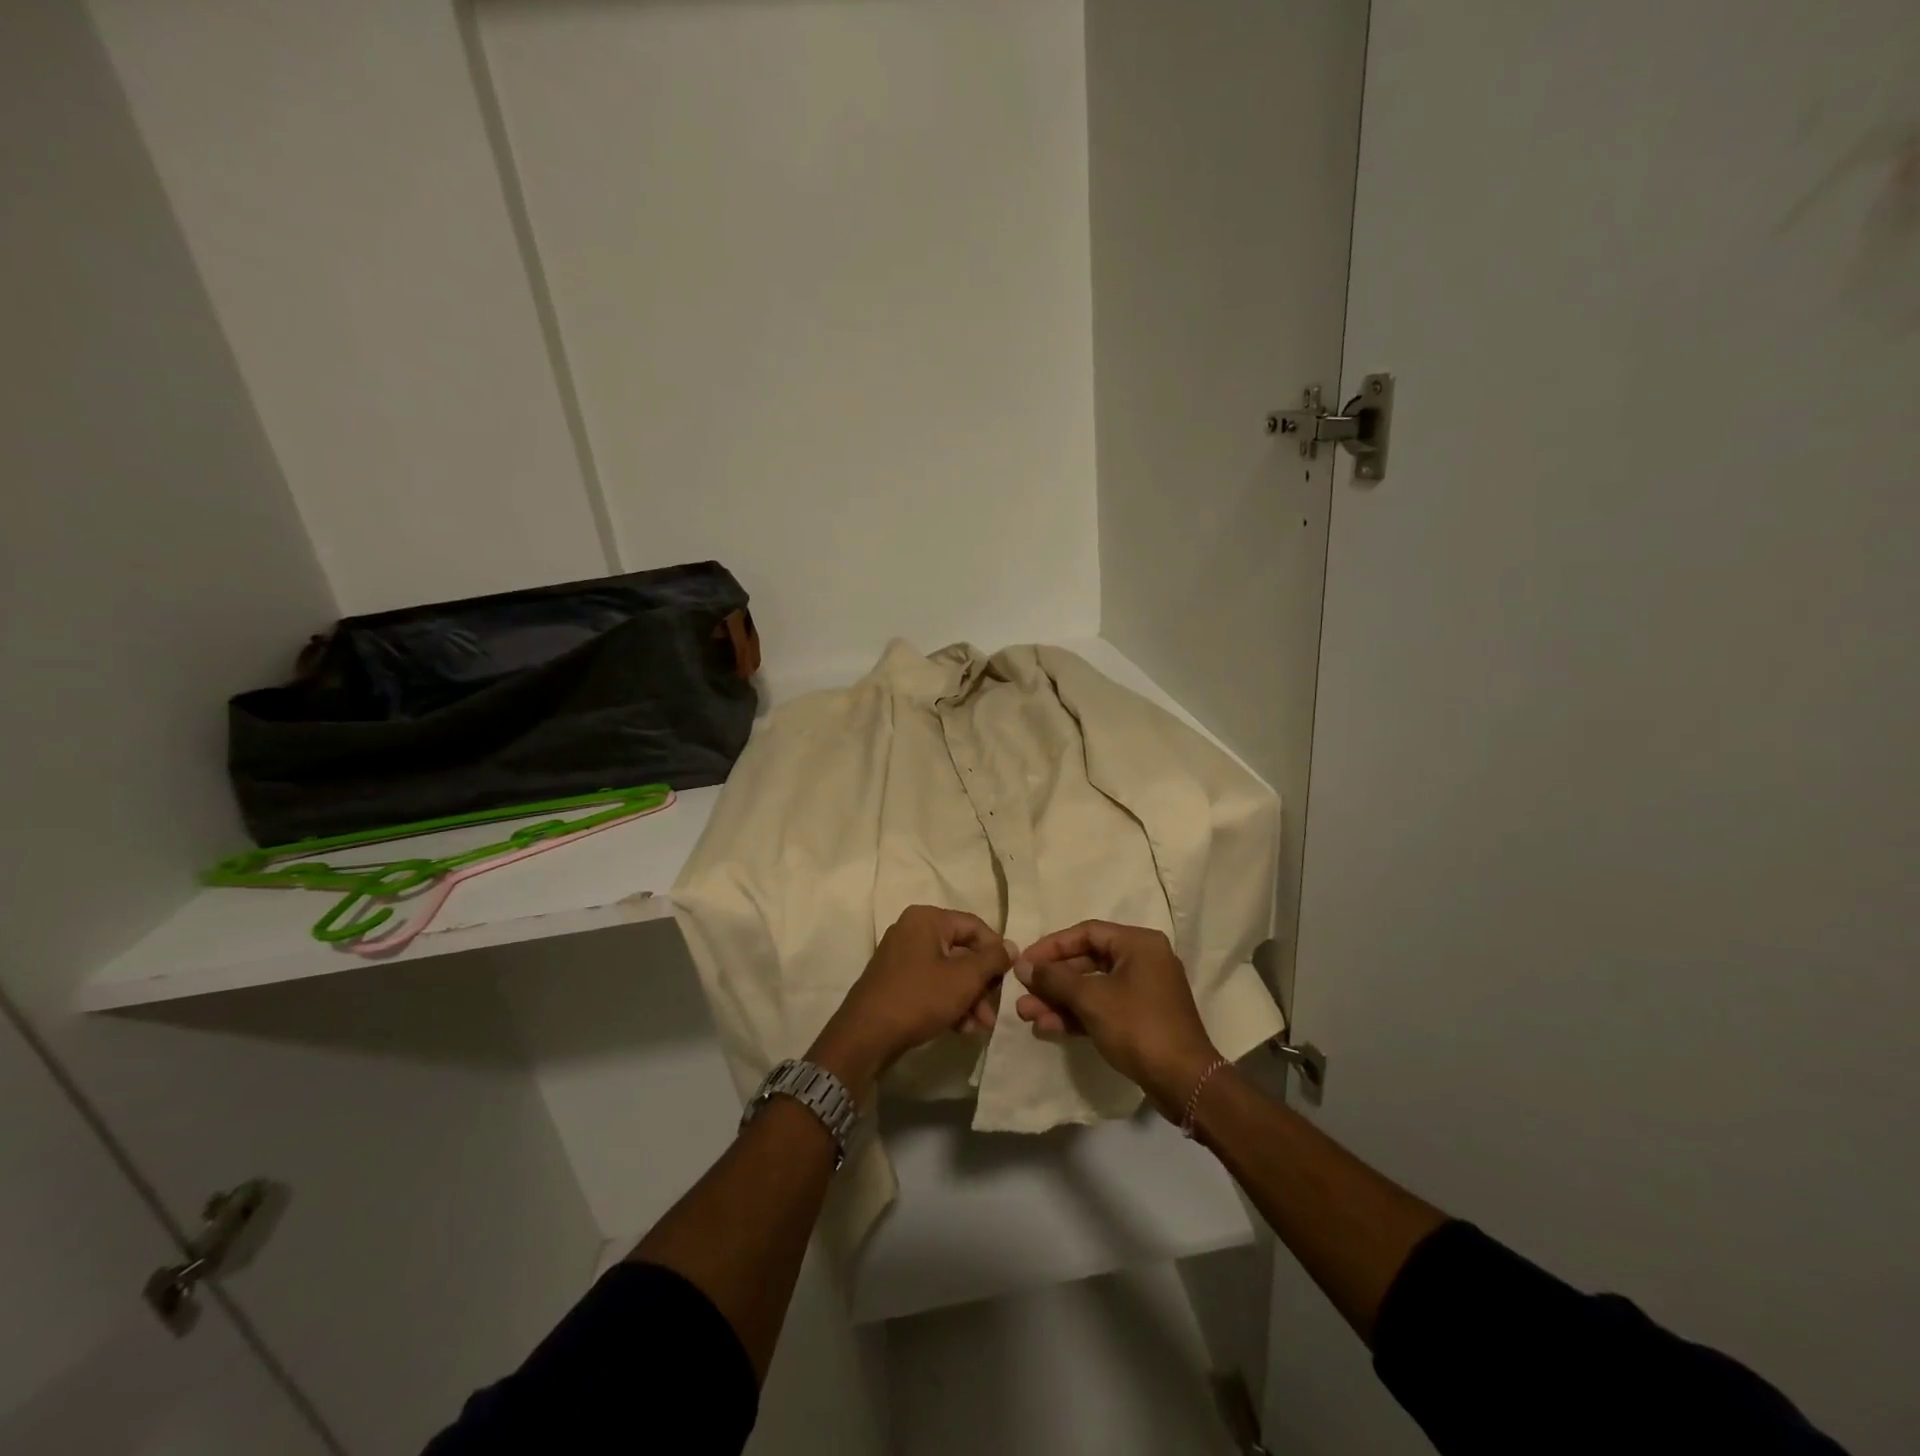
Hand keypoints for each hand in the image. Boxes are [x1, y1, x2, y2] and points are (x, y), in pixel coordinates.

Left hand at [809, 906, 1012, 1100]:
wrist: (866, 1037)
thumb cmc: (919, 998)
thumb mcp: (964, 979)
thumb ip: (992, 960)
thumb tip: (1011, 946)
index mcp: (927, 919)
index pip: (975, 926)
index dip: (996, 952)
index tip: (1009, 979)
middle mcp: (913, 930)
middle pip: (962, 950)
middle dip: (982, 983)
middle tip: (994, 1010)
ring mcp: (902, 956)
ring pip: (949, 972)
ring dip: (969, 998)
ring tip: (980, 1026)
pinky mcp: (896, 981)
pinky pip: (932, 984)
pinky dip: (949, 1003)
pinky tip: (962, 1029)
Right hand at [1014, 920, 1221, 1120]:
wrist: (1184, 1082)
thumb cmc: (1138, 1027)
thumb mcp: (1091, 999)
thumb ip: (1055, 979)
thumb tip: (1023, 966)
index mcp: (1138, 944)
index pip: (1086, 933)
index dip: (1051, 946)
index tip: (1024, 962)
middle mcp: (1143, 960)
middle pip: (1087, 961)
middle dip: (1052, 980)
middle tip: (1022, 992)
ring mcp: (1143, 991)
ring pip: (1092, 988)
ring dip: (1059, 1000)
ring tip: (1026, 1014)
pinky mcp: (1140, 1019)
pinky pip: (1102, 1007)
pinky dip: (1076, 1015)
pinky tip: (1047, 1027)